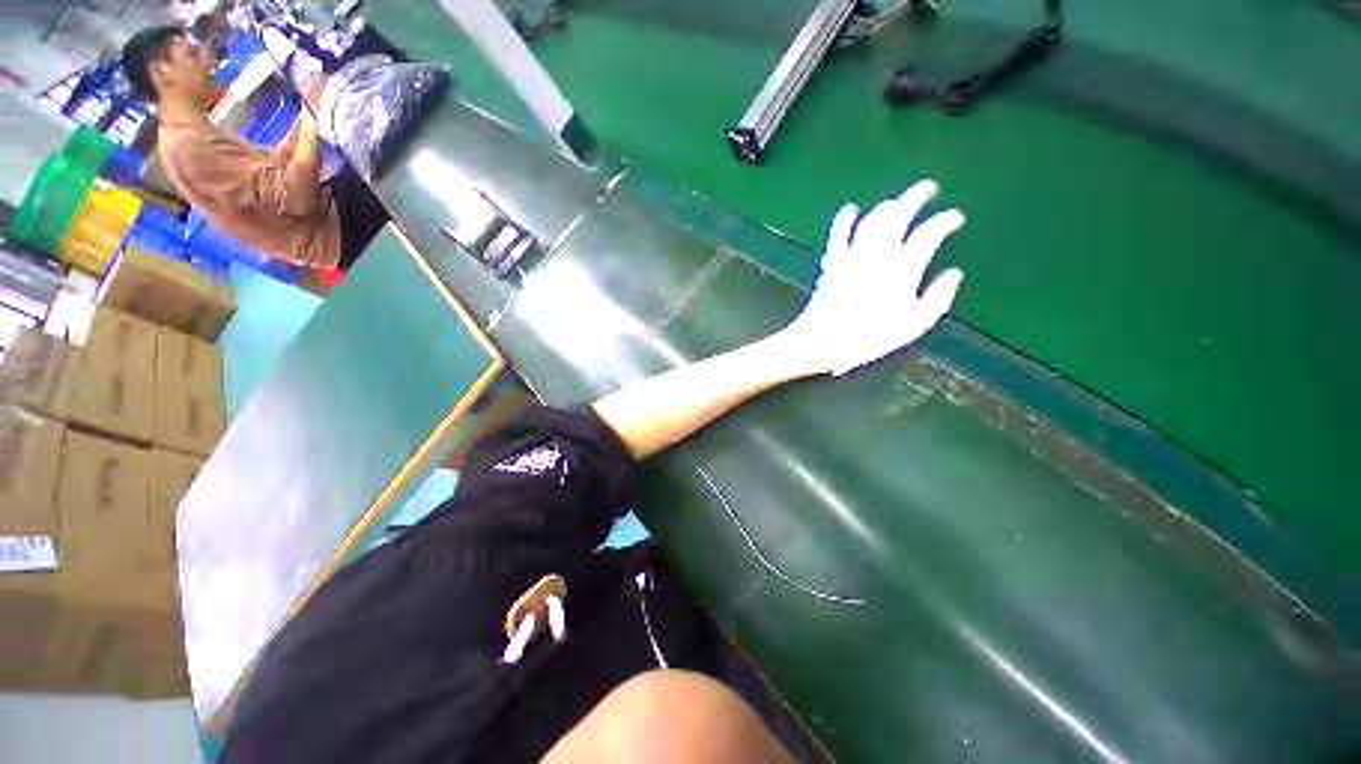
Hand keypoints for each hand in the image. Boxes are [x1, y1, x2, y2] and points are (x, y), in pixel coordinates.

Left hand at [782, 180, 964, 376]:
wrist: (824, 339)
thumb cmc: (871, 336)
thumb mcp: (914, 324)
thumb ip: (938, 297)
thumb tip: (954, 274)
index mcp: (903, 267)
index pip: (929, 233)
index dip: (945, 221)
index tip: (954, 218)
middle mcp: (879, 253)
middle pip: (899, 215)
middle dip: (916, 197)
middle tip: (928, 188)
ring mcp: (852, 255)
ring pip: (871, 220)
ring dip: (886, 206)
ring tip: (897, 202)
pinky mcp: (832, 262)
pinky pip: (838, 234)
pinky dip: (844, 219)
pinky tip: (850, 208)